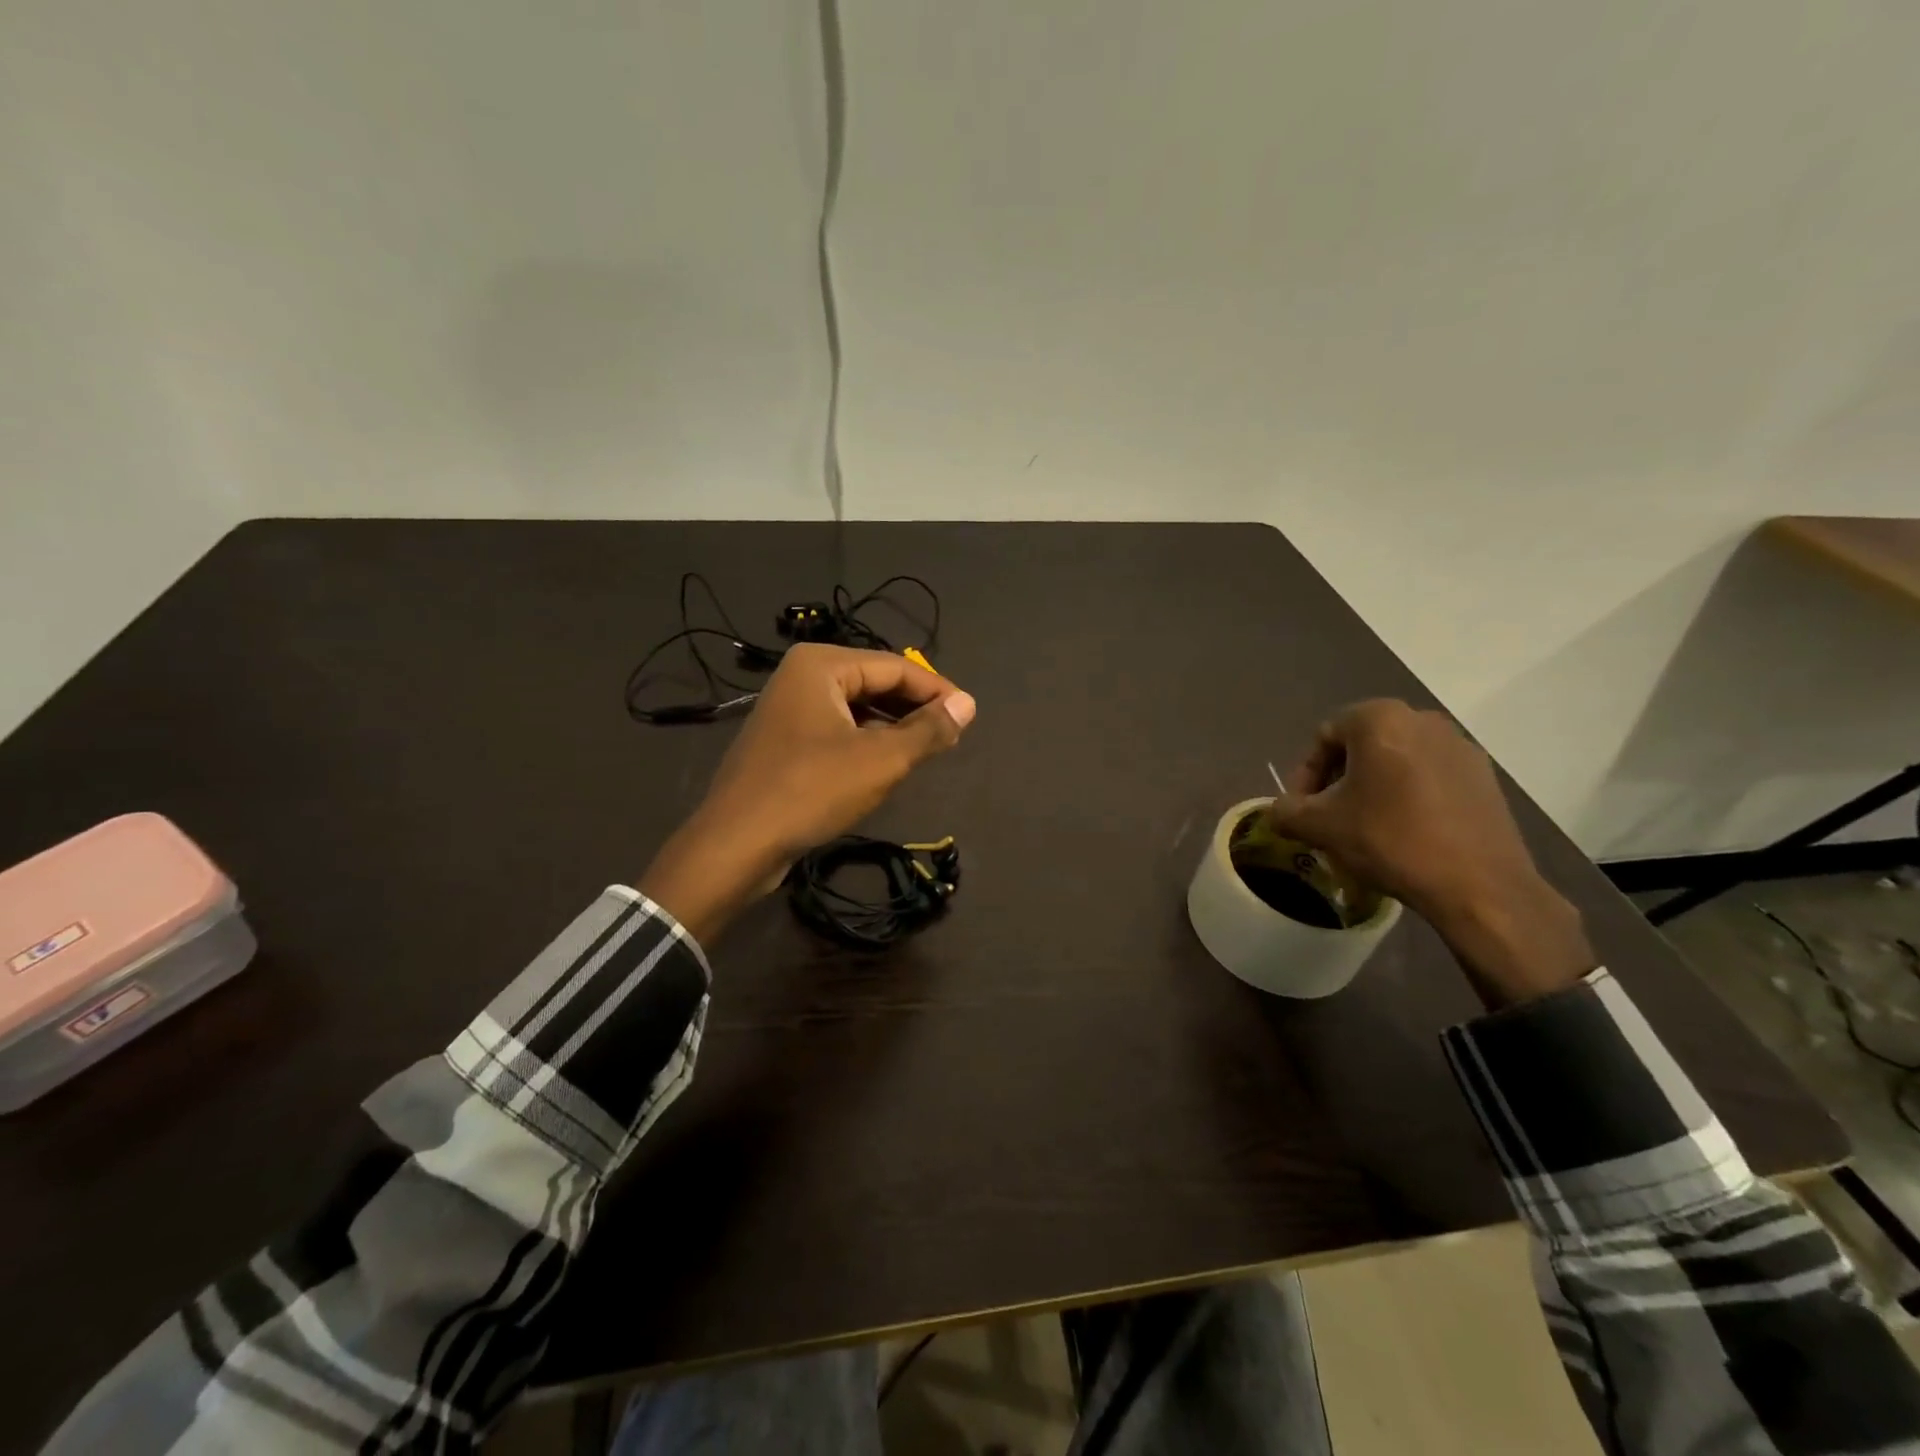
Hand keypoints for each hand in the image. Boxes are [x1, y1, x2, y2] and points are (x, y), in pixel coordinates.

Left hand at [637, 645, 975, 943]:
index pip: (896, 667)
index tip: (969, 716)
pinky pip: (837, 729)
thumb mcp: (881, 760)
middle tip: (951, 735)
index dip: (937, 691)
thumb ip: (928, 730)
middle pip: (875, 683)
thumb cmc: (811, 791)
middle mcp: (802, 676)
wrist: (736, 844)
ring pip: (857, 708)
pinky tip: (884, 765)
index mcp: (822, 665)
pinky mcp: (784, 741)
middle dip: (914, 708)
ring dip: (892, 727)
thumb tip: (968, 704)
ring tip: (925, 751)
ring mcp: (788, 708)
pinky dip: (865, 742)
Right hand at [1267, 700, 1592, 1006]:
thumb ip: (1285, 811)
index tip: (1302, 810)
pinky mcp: (1485, 777)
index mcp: (1380, 719)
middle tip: (1329, 818)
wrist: (1479, 885)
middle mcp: (1422, 719)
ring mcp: (1460, 747)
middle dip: (1338, 781)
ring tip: (1365, 828)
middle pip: (1361, 746)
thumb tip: (1279, 811)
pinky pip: (1429, 778)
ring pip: (1396, 762)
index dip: (1304, 775)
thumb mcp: (1319, 826)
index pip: (1324, 736)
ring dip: (1372, 789)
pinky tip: (1405, 834)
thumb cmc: (1389, 840)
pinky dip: (1408, 797)